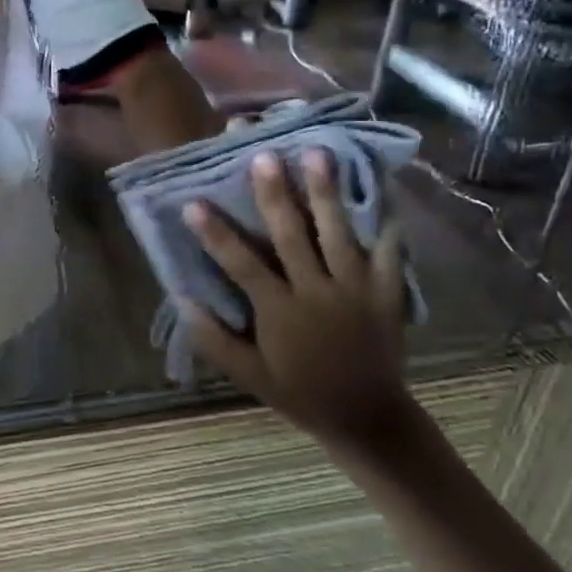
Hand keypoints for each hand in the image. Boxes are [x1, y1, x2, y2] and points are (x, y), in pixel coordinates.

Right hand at [182, 149, 412, 456]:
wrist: (369, 418)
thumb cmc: (301, 393)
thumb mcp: (249, 376)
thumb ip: (214, 340)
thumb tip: (181, 299)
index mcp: (280, 311)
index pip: (240, 264)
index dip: (215, 233)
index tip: (193, 202)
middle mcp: (316, 292)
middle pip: (292, 236)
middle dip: (275, 194)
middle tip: (263, 156)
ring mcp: (355, 290)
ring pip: (337, 233)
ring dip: (325, 192)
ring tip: (318, 153)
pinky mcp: (386, 293)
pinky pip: (389, 253)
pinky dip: (386, 222)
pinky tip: (381, 190)